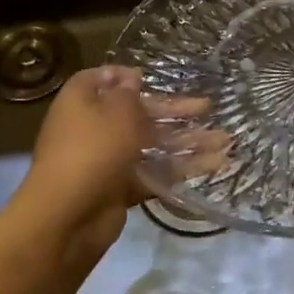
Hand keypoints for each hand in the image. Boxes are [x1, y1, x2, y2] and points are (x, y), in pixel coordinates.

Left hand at [15, 67, 217, 257]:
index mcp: (83, 100)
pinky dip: (181, 169)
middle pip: (138, 113)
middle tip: (208, 107)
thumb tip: (131, 78)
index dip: (127, 76)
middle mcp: (93, 127)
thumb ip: (129, 93)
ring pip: (151, 145)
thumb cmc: (93, 149)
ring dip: (187, 142)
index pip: (103, 79)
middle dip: (174, 111)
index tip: (153, 77)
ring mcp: (107, 159)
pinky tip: (213, 165)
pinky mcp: (120, 188)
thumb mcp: (117, 110)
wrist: (68, 216)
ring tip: (225, 141)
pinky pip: (154, 173)